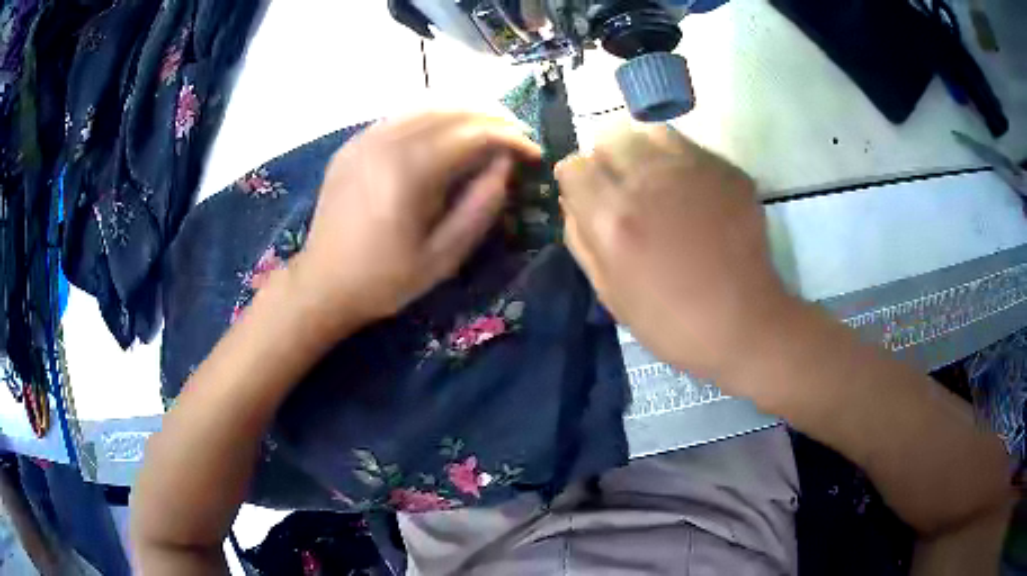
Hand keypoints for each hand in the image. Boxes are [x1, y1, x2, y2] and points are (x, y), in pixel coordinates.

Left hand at [290, 112, 540, 338]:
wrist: (322, 284)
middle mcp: (386, 141)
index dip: (511, 138)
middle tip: (518, 134)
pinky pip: (401, 115)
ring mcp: (365, 138)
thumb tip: (505, 165)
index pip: (473, 133)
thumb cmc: (385, 279)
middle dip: (493, 117)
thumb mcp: (443, 256)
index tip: (533, 152)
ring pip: (426, 104)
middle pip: (452, 109)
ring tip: (490, 128)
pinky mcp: (353, 143)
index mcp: (409, 170)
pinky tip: (447, 132)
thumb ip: (481, 206)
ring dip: (465, 111)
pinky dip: (433, 116)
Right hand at [558, 124, 797, 380]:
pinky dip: (680, 163)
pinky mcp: (727, 170)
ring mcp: (694, 169)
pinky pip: (689, 148)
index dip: (576, 182)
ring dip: (642, 152)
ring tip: (655, 182)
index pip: (573, 166)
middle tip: (623, 190)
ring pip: (650, 132)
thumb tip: (572, 201)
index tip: (587, 198)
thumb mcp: (609, 293)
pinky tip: (693, 194)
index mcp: (615, 217)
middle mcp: (650, 180)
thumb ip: (581, 239)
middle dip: (607, 161)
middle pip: (609, 137)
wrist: (742, 323)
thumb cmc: (670, 321)